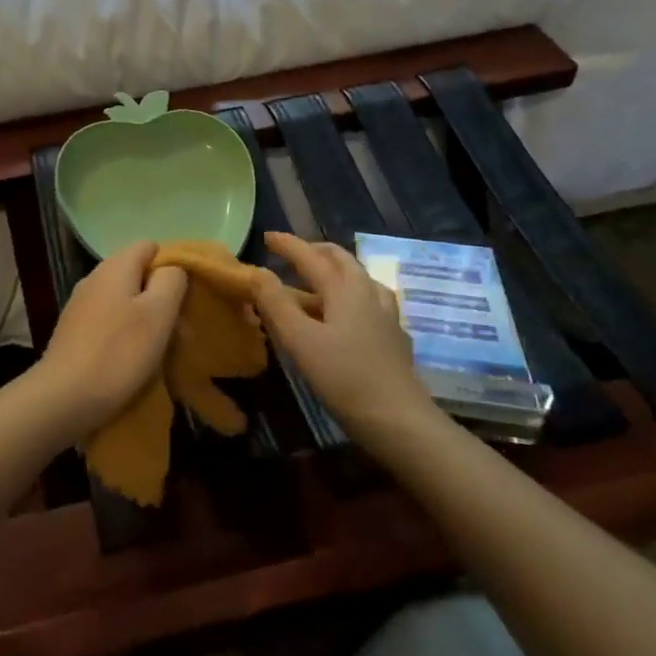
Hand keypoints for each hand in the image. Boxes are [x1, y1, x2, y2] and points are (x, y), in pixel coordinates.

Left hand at [35, 241, 188, 439]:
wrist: (64, 397)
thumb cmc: (119, 353)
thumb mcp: (158, 314)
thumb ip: (171, 281)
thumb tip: (171, 269)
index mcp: (115, 267)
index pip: (149, 246)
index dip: (171, 265)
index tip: (186, 296)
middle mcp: (94, 278)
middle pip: (136, 274)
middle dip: (161, 297)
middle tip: (180, 330)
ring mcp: (80, 304)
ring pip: (123, 299)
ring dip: (145, 318)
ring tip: (161, 349)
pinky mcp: (73, 330)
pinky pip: (108, 320)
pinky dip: (124, 333)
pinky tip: (132, 358)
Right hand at [252, 232, 437, 442]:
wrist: (398, 419)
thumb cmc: (343, 377)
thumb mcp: (299, 340)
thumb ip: (275, 304)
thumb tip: (256, 273)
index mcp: (344, 288)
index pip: (311, 256)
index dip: (288, 245)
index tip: (267, 236)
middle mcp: (368, 293)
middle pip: (341, 260)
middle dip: (315, 252)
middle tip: (292, 254)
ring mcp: (385, 315)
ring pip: (358, 279)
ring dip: (334, 272)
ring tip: (316, 281)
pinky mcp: (393, 337)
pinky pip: (368, 301)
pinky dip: (348, 295)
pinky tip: (346, 315)